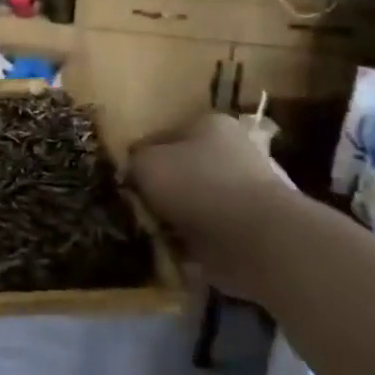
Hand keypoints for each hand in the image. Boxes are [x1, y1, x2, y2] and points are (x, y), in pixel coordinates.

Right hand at [129, 112, 295, 298]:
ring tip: (146, 232)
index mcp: (208, 125)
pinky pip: (203, 232)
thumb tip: (131, 173)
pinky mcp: (245, 228)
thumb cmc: (197, 185)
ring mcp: (240, 192)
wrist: (253, 237)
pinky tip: (168, 250)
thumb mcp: (146, 164)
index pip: (160, 137)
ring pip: (190, 203)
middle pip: (178, 170)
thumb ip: (132, 163)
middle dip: (156, 190)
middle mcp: (229, 152)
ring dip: (170, 219)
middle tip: (130, 208)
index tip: (121, 181)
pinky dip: (187, 242)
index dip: (137, 158)